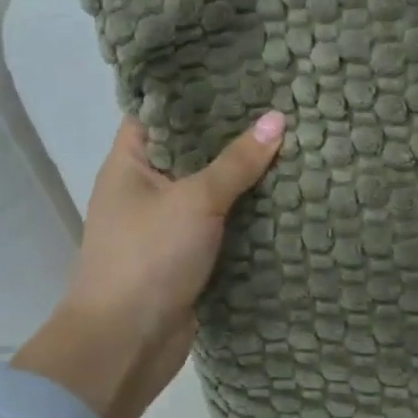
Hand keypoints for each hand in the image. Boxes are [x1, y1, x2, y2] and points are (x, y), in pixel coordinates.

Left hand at [12, 111, 284, 417]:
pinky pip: (221, 220)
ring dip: (244, 172)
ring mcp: (167, 221)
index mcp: (131, 161)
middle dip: (232, 131)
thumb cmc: (148, 257)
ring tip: (292, 137)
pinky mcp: (188, 253)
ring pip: (210, 185)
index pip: (161, 110)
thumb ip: (237, 161)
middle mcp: (146, 186)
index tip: (240, 71)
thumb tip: (278, 119)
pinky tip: (285, 189)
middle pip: (192, 148)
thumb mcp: (195, 200)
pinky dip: (247, 208)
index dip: (196, 90)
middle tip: (280, 101)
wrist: (125, 346)